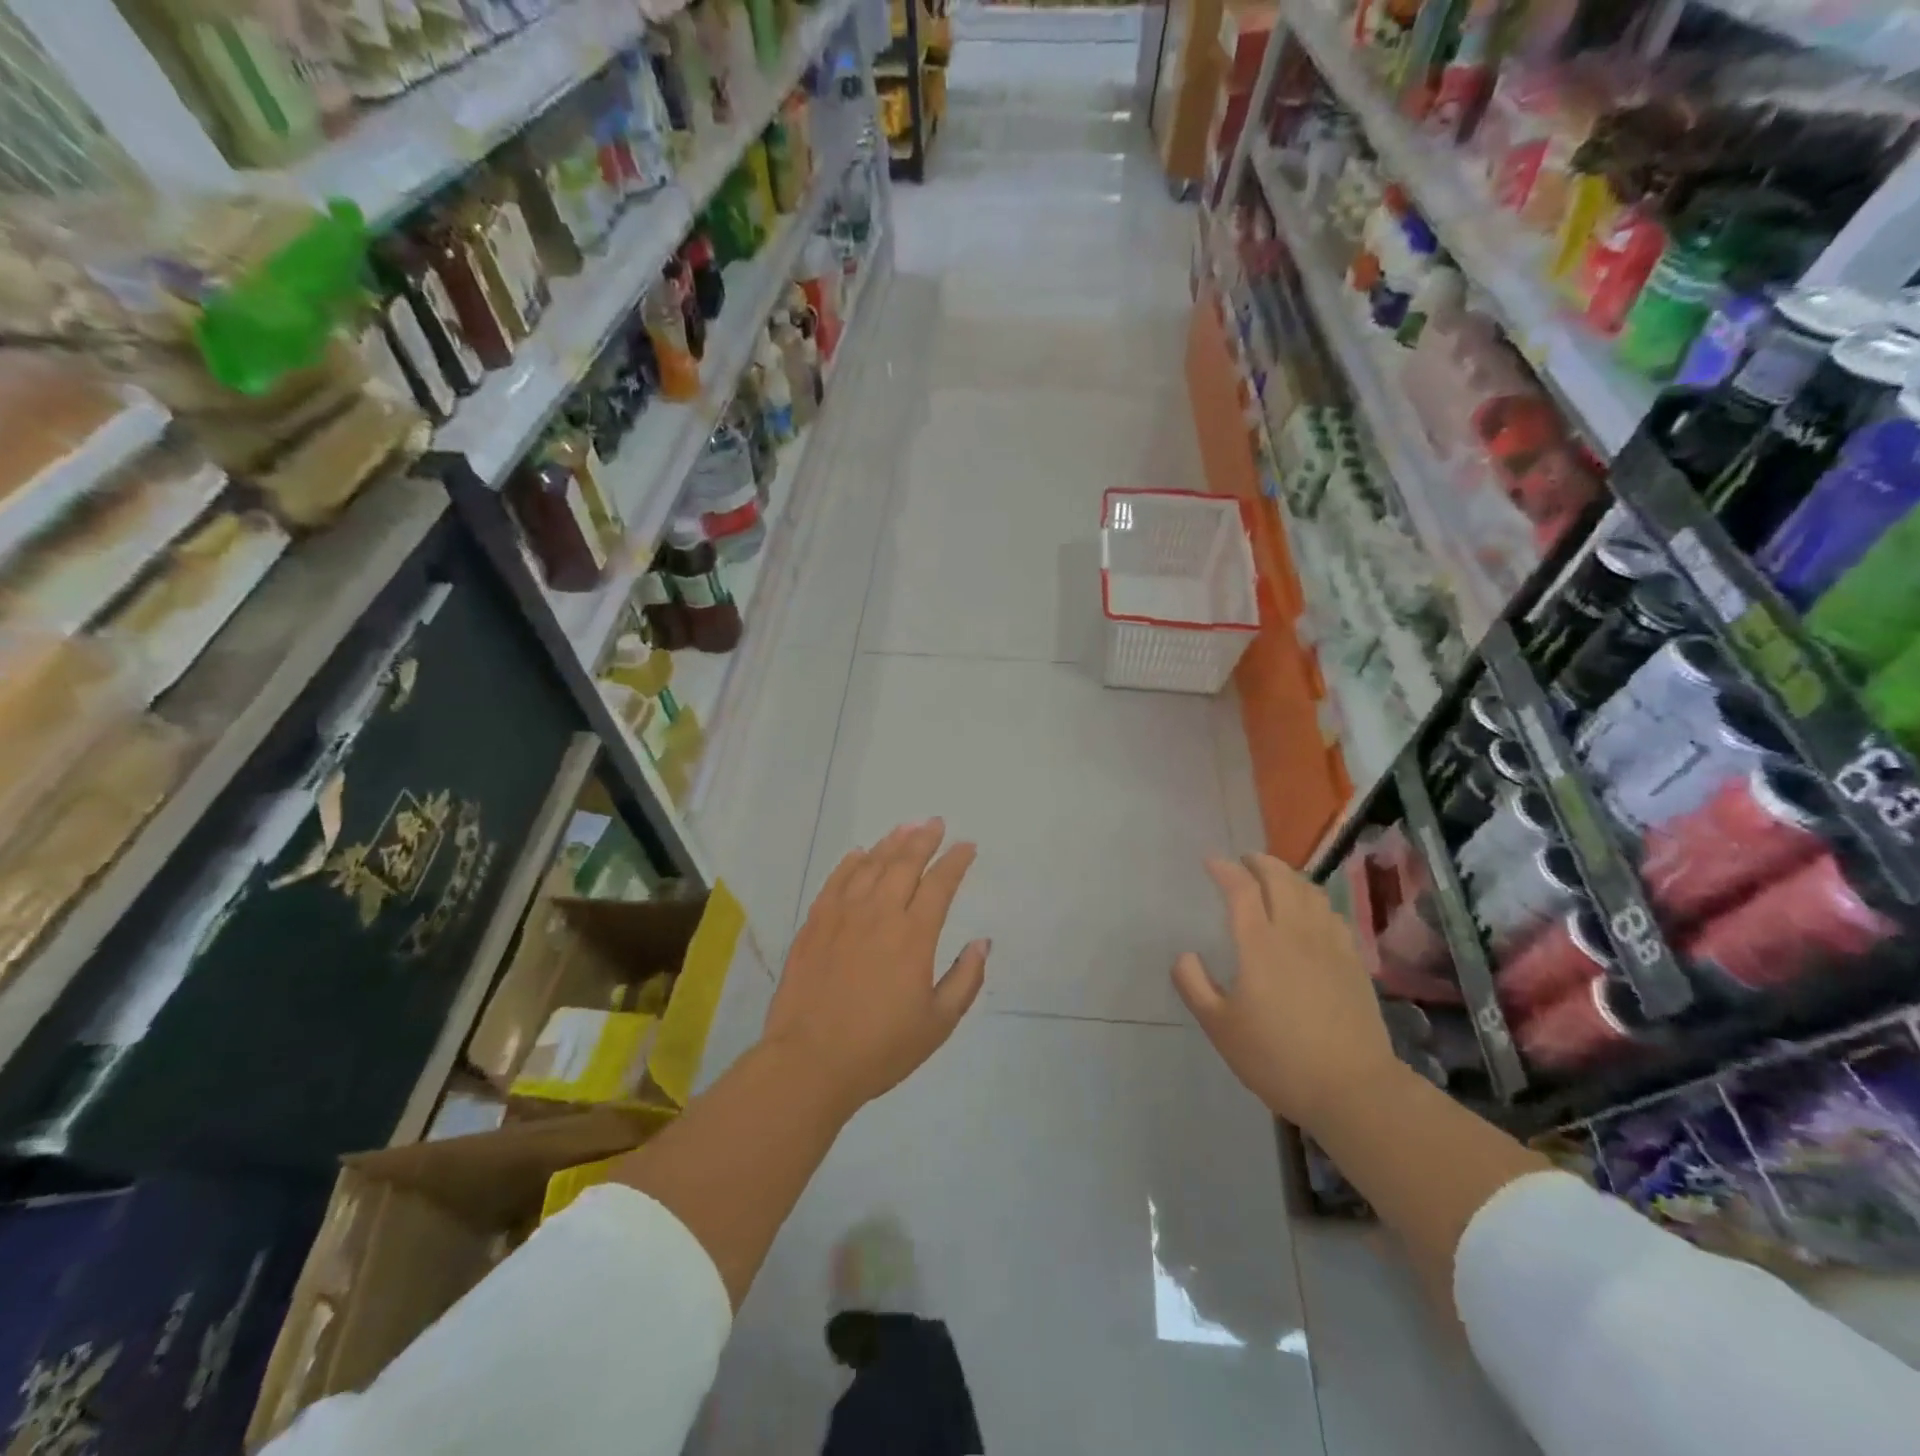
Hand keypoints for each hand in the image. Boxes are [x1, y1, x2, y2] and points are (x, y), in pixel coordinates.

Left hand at [764, 819, 988, 1114]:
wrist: (809, 1062)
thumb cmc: (881, 1048)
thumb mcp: (938, 1023)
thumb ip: (965, 979)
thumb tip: (982, 943)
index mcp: (914, 936)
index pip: (940, 884)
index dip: (956, 861)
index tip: (966, 846)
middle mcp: (879, 914)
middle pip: (905, 864)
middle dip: (924, 839)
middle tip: (936, 823)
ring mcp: (842, 915)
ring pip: (870, 865)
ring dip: (891, 843)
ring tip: (905, 827)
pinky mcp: (814, 924)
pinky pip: (835, 881)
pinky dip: (850, 863)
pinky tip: (858, 854)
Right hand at [1173, 855, 1396, 1132]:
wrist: (1353, 1088)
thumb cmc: (1277, 1057)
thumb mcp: (1219, 1027)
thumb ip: (1194, 985)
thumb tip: (1185, 955)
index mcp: (1259, 943)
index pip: (1241, 889)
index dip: (1225, 869)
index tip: (1211, 861)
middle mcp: (1296, 933)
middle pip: (1281, 879)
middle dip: (1259, 862)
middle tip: (1243, 860)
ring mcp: (1330, 945)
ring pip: (1310, 892)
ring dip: (1289, 875)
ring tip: (1275, 877)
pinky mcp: (1353, 962)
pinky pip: (1332, 915)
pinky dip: (1315, 900)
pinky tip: (1311, 912)